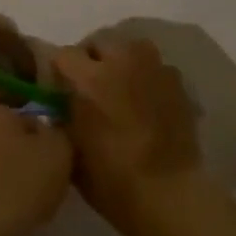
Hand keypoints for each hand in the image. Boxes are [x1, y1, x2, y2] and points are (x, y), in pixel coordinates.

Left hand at [0, 105, 72, 235]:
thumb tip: (50, 132)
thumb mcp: (58, 153)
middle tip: (43, 192)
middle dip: (25, 163)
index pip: (34, 122)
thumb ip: (59, 134)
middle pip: (10, 144)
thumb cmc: (16, 186)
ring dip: (6, 184)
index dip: (49, 146)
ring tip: (21, 212)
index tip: (57, 170)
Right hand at [52, 40, 203, 231]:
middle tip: (87, 85)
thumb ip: (61, 115)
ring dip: (119, 60)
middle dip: (89, 58)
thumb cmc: (111, 179)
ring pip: (129, 47)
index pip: (63, 54)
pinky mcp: (177, 81)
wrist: (168, 194)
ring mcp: (155, 68)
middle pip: (99, 41)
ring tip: (118, 86)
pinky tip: (144, 100)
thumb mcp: (70, 149)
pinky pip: (153, 66)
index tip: (58, 87)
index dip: (58, 70)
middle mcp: (123, 62)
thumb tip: (60, 101)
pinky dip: (144, 75)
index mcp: (90, 79)